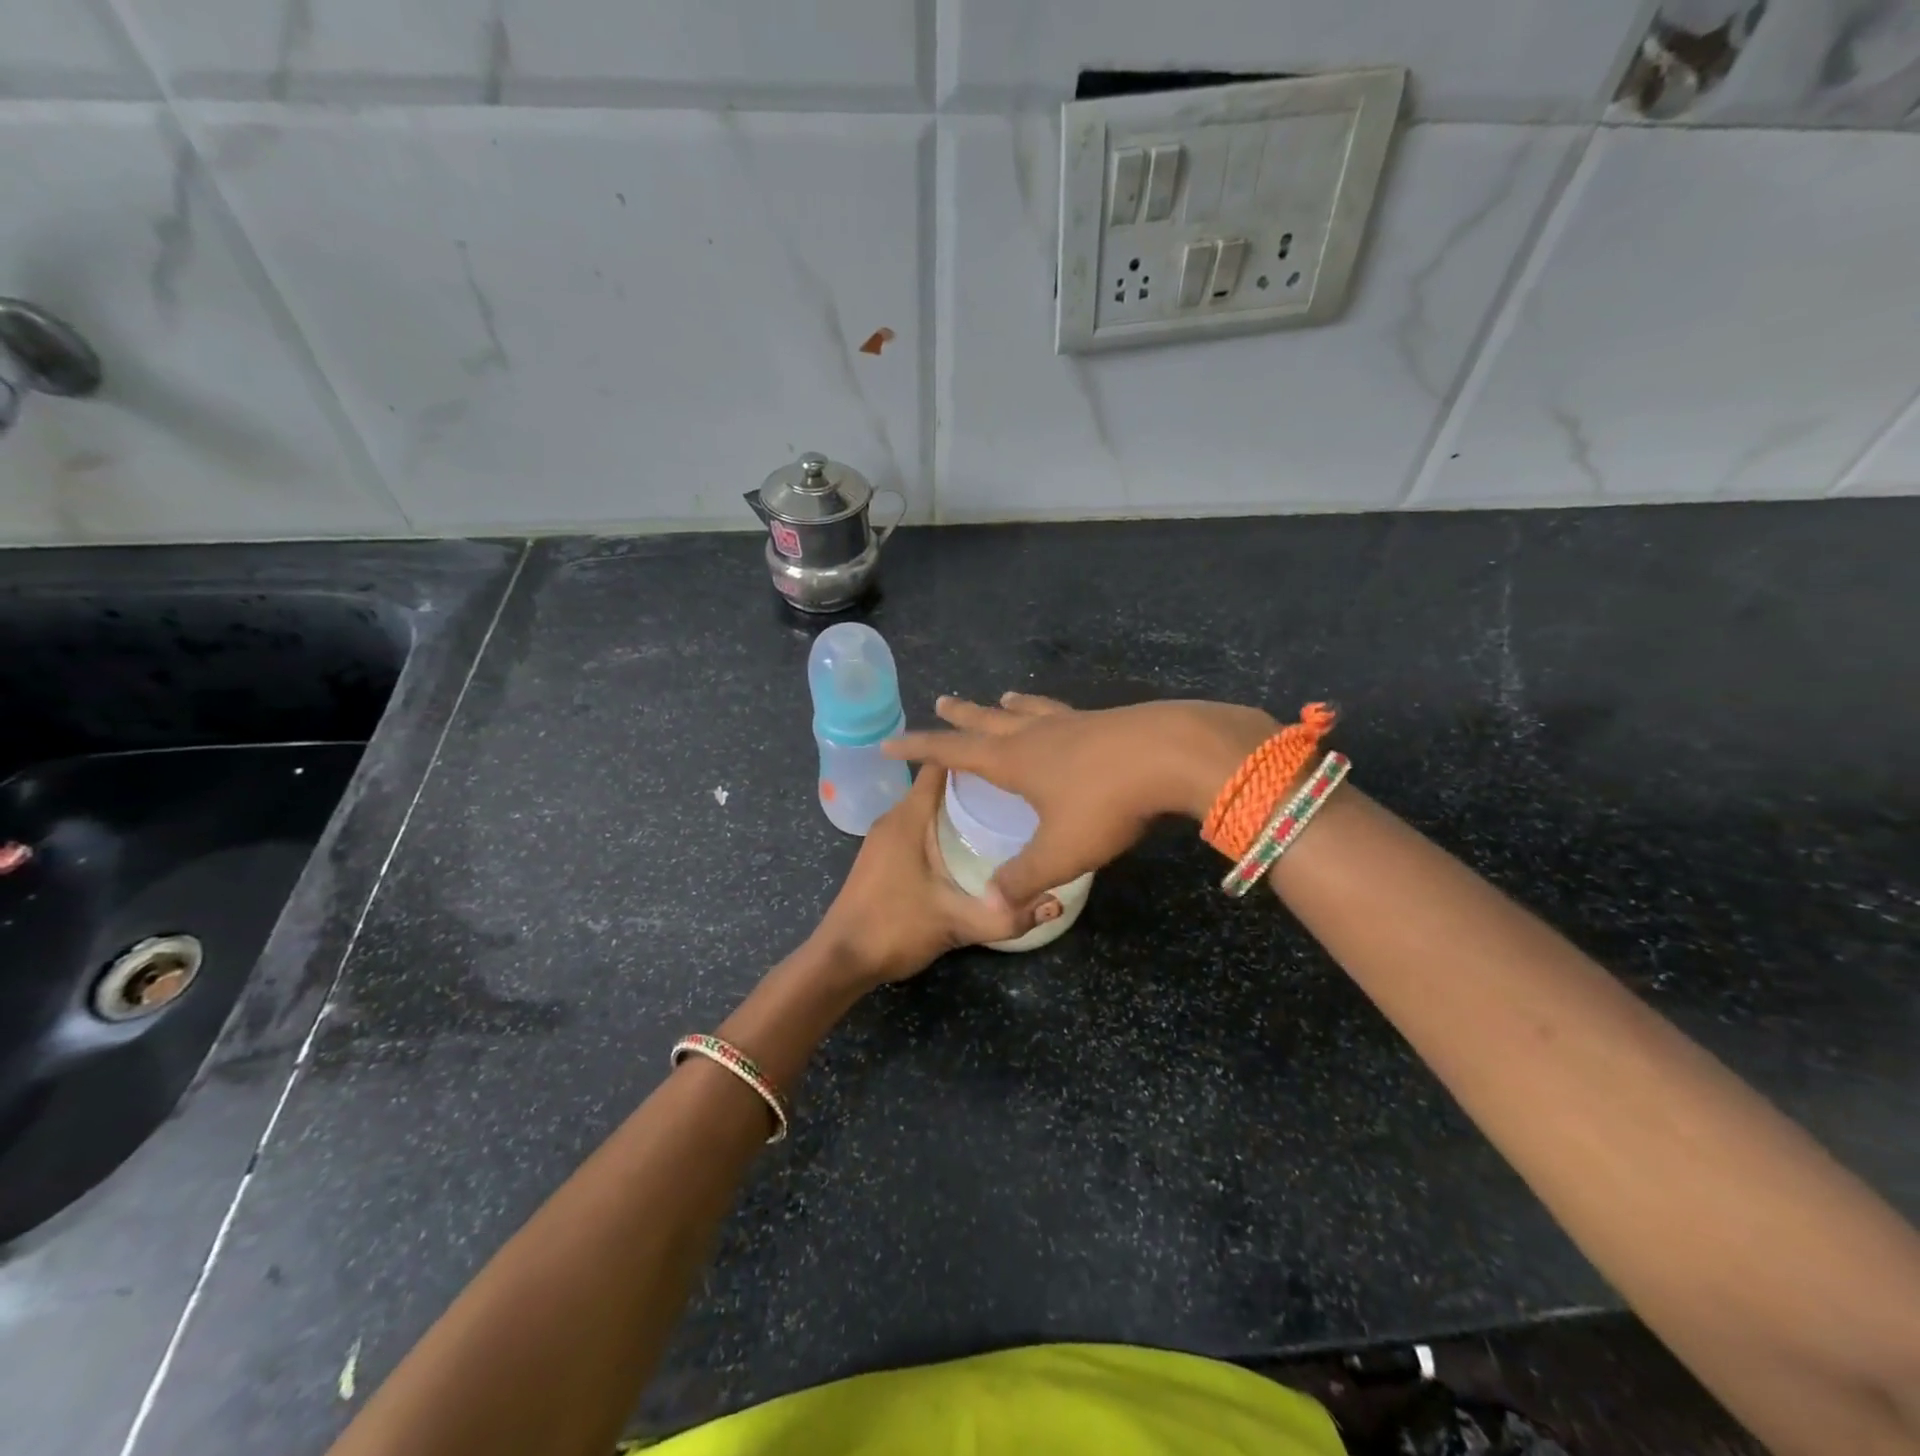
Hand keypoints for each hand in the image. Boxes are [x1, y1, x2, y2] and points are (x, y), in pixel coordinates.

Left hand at [810, 764, 1032, 985]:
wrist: (840, 961)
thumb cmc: (894, 929)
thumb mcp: (957, 923)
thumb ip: (1008, 916)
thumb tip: (1057, 901)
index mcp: (908, 818)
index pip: (940, 766)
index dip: (974, 756)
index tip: (1011, 759)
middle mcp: (894, 818)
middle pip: (937, 783)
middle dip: (975, 782)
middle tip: (1018, 789)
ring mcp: (884, 837)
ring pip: (927, 805)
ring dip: (958, 805)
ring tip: (1002, 812)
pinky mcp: (882, 855)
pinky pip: (918, 824)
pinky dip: (943, 823)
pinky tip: (970, 843)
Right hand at [884, 693, 1277, 910]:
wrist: (1173, 753)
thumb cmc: (1106, 802)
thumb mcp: (1061, 849)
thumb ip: (1023, 877)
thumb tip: (990, 901)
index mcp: (1013, 760)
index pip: (951, 751)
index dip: (919, 748)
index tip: (891, 742)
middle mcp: (1036, 734)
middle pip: (987, 721)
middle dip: (961, 716)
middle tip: (942, 701)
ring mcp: (1073, 722)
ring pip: (1029, 710)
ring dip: (1007, 707)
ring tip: (1000, 700)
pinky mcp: (1105, 721)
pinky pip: (1063, 712)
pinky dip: (1048, 710)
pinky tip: (1064, 715)